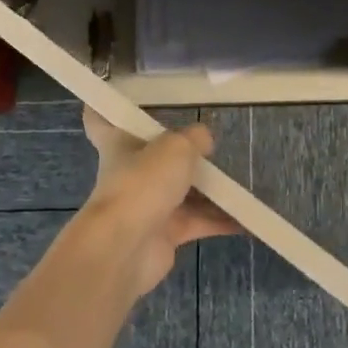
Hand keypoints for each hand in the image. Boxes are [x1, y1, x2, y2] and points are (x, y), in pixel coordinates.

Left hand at [79, 109, 237, 297]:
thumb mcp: (177, 147)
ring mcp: (147, 205)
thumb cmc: (143, 182)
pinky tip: (247, 218)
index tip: (118, 100)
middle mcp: (131, 172)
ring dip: (210, 191)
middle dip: (182, 155)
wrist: (126, 247)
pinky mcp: (163, 234)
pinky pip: (197, 222)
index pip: (100, 120)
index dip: (103, 109)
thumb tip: (204, 141)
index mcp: (120, 143)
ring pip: (182, 192)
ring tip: (241, 184)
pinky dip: (220, 220)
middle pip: (155, 158)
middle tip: (212, 148)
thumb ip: (195, 138)